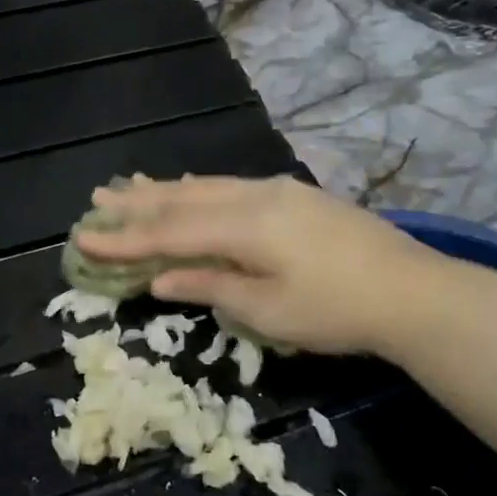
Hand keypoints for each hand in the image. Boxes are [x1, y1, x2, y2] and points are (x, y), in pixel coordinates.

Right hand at [75, 175, 444, 356]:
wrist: (411, 290)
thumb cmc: (335, 310)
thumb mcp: (267, 310)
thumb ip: (211, 286)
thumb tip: (161, 278)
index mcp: (243, 225)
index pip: (169, 232)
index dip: (125, 238)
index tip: (85, 238)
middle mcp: (254, 196)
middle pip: (184, 199)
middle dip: (138, 202)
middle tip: (97, 198)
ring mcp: (278, 191)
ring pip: (208, 187)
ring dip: (166, 189)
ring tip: (131, 185)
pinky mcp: (295, 196)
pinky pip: (232, 187)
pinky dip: (202, 189)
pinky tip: (192, 187)